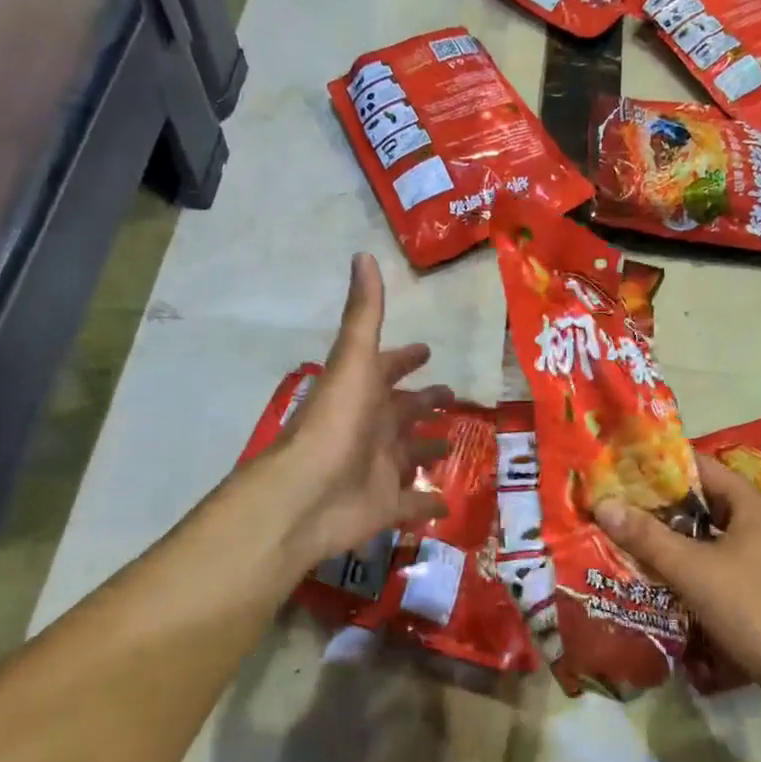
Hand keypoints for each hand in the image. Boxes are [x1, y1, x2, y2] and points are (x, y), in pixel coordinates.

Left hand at [266, 254, 452, 568]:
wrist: (306, 495)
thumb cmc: (335, 423)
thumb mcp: (354, 361)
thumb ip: (364, 314)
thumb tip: (363, 255)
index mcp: (364, 394)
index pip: (388, 369)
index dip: (406, 359)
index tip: (427, 351)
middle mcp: (372, 428)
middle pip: (403, 412)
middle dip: (425, 402)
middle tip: (453, 395)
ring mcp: (378, 469)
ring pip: (410, 455)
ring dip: (429, 450)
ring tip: (454, 446)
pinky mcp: (386, 506)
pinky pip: (414, 504)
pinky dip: (430, 505)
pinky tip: (450, 504)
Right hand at [594, 454, 760, 696]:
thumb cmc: (752, 609)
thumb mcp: (693, 571)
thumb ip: (647, 537)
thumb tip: (604, 504)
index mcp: (754, 505)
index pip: (703, 468)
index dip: (664, 467)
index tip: (626, 472)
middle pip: (709, 501)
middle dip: (667, 505)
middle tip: (624, 508)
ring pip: (717, 533)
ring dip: (681, 536)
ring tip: (639, 539)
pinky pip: (727, 558)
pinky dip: (699, 560)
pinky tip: (671, 575)